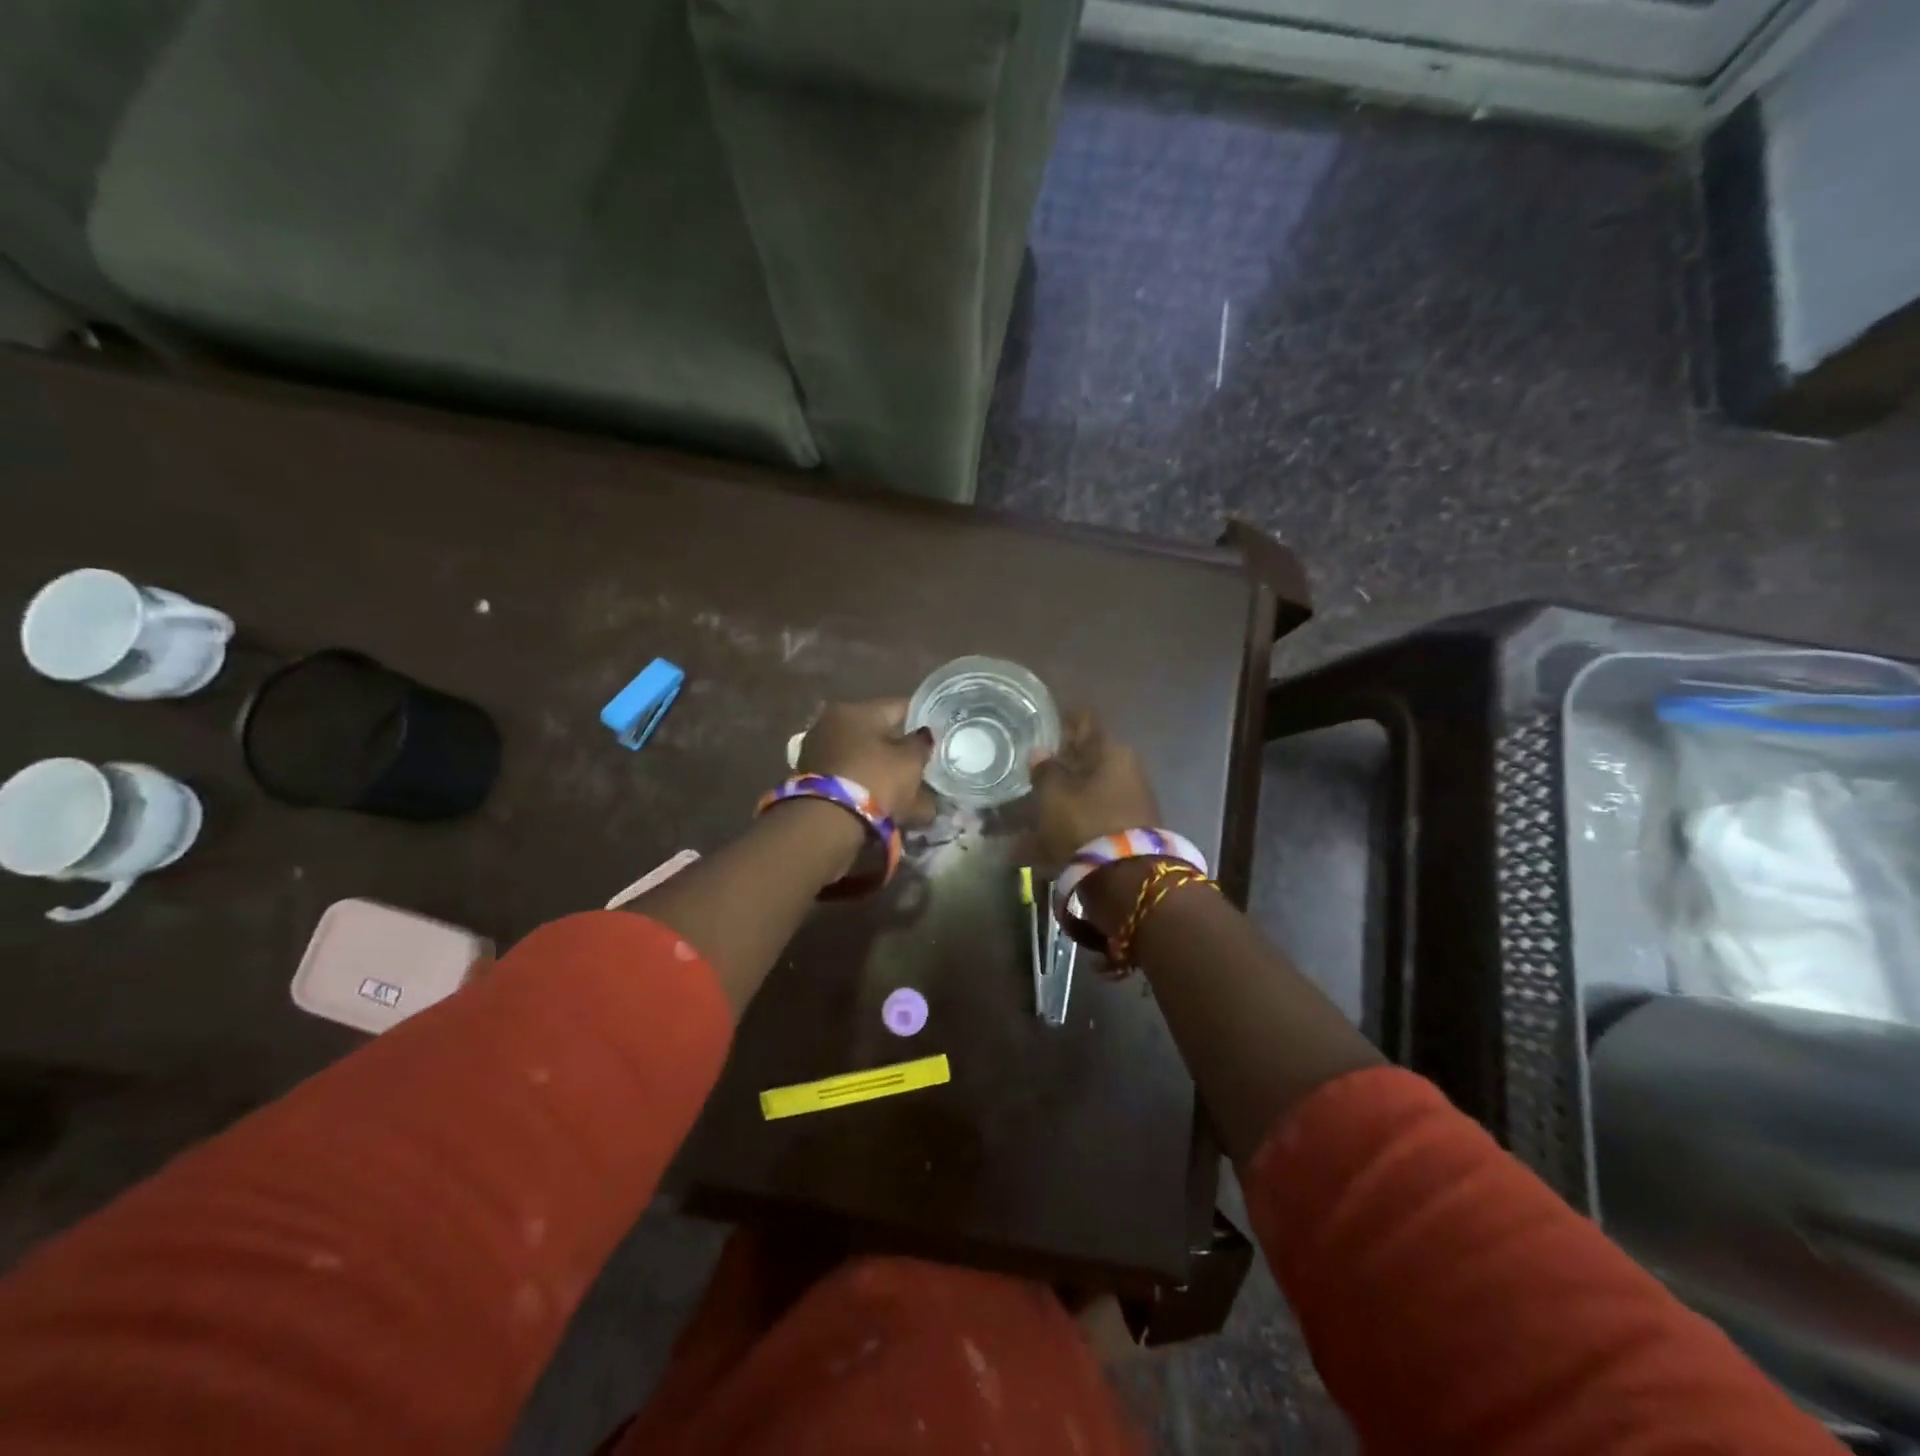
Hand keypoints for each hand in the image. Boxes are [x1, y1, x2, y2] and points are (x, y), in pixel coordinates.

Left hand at [797, 699, 935, 826]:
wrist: (827, 825)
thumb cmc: (874, 780)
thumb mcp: (910, 762)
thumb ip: (921, 745)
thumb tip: (923, 737)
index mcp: (855, 710)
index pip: (899, 707)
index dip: (923, 721)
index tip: (939, 735)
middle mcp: (831, 724)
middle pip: (877, 734)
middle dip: (901, 750)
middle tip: (924, 766)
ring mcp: (818, 753)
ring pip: (864, 759)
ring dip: (885, 772)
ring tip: (910, 792)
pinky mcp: (812, 782)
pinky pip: (852, 779)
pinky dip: (869, 787)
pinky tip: (888, 803)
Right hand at [1030, 710, 1160, 864]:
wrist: (1126, 879)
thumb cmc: (1086, 822)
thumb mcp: (1054, 794)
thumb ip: (1045, 770)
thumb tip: (1040, 752)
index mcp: (1112, 751)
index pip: (1084, 722)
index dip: (1061, 721)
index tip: (1040, 725)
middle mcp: (1126, 770)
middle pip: (1087, 759)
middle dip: (1059, 765)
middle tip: (1031, 770)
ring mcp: (1130, 802)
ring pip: (1086, 792)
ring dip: (1061, 799)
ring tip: (1029, 811)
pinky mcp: (1126, 831)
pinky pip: (1090, 819)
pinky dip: (1068, 825)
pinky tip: (1040, 840)